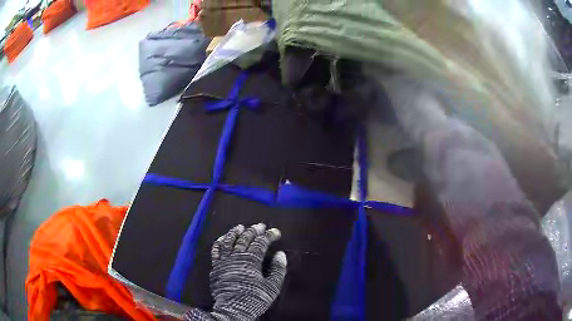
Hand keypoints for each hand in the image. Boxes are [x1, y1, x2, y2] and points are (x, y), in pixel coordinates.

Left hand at [185, 224, 286, 320]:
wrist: (234, 308)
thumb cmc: (255, 297)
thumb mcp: (272, 286)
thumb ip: (278, 269)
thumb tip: (281, 254)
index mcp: (251, 260)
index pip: (261, 243)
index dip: (269, 235)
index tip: (276, 232)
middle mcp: (236, 256)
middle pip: (245, 239)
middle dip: (253, 231)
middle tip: (260, 226)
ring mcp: (224, 260)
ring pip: (229, 241)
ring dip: (234, 232)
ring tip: (240, 226)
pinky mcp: (216, 266)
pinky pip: (215, 251)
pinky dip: (219, 243)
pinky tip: (221, 239)